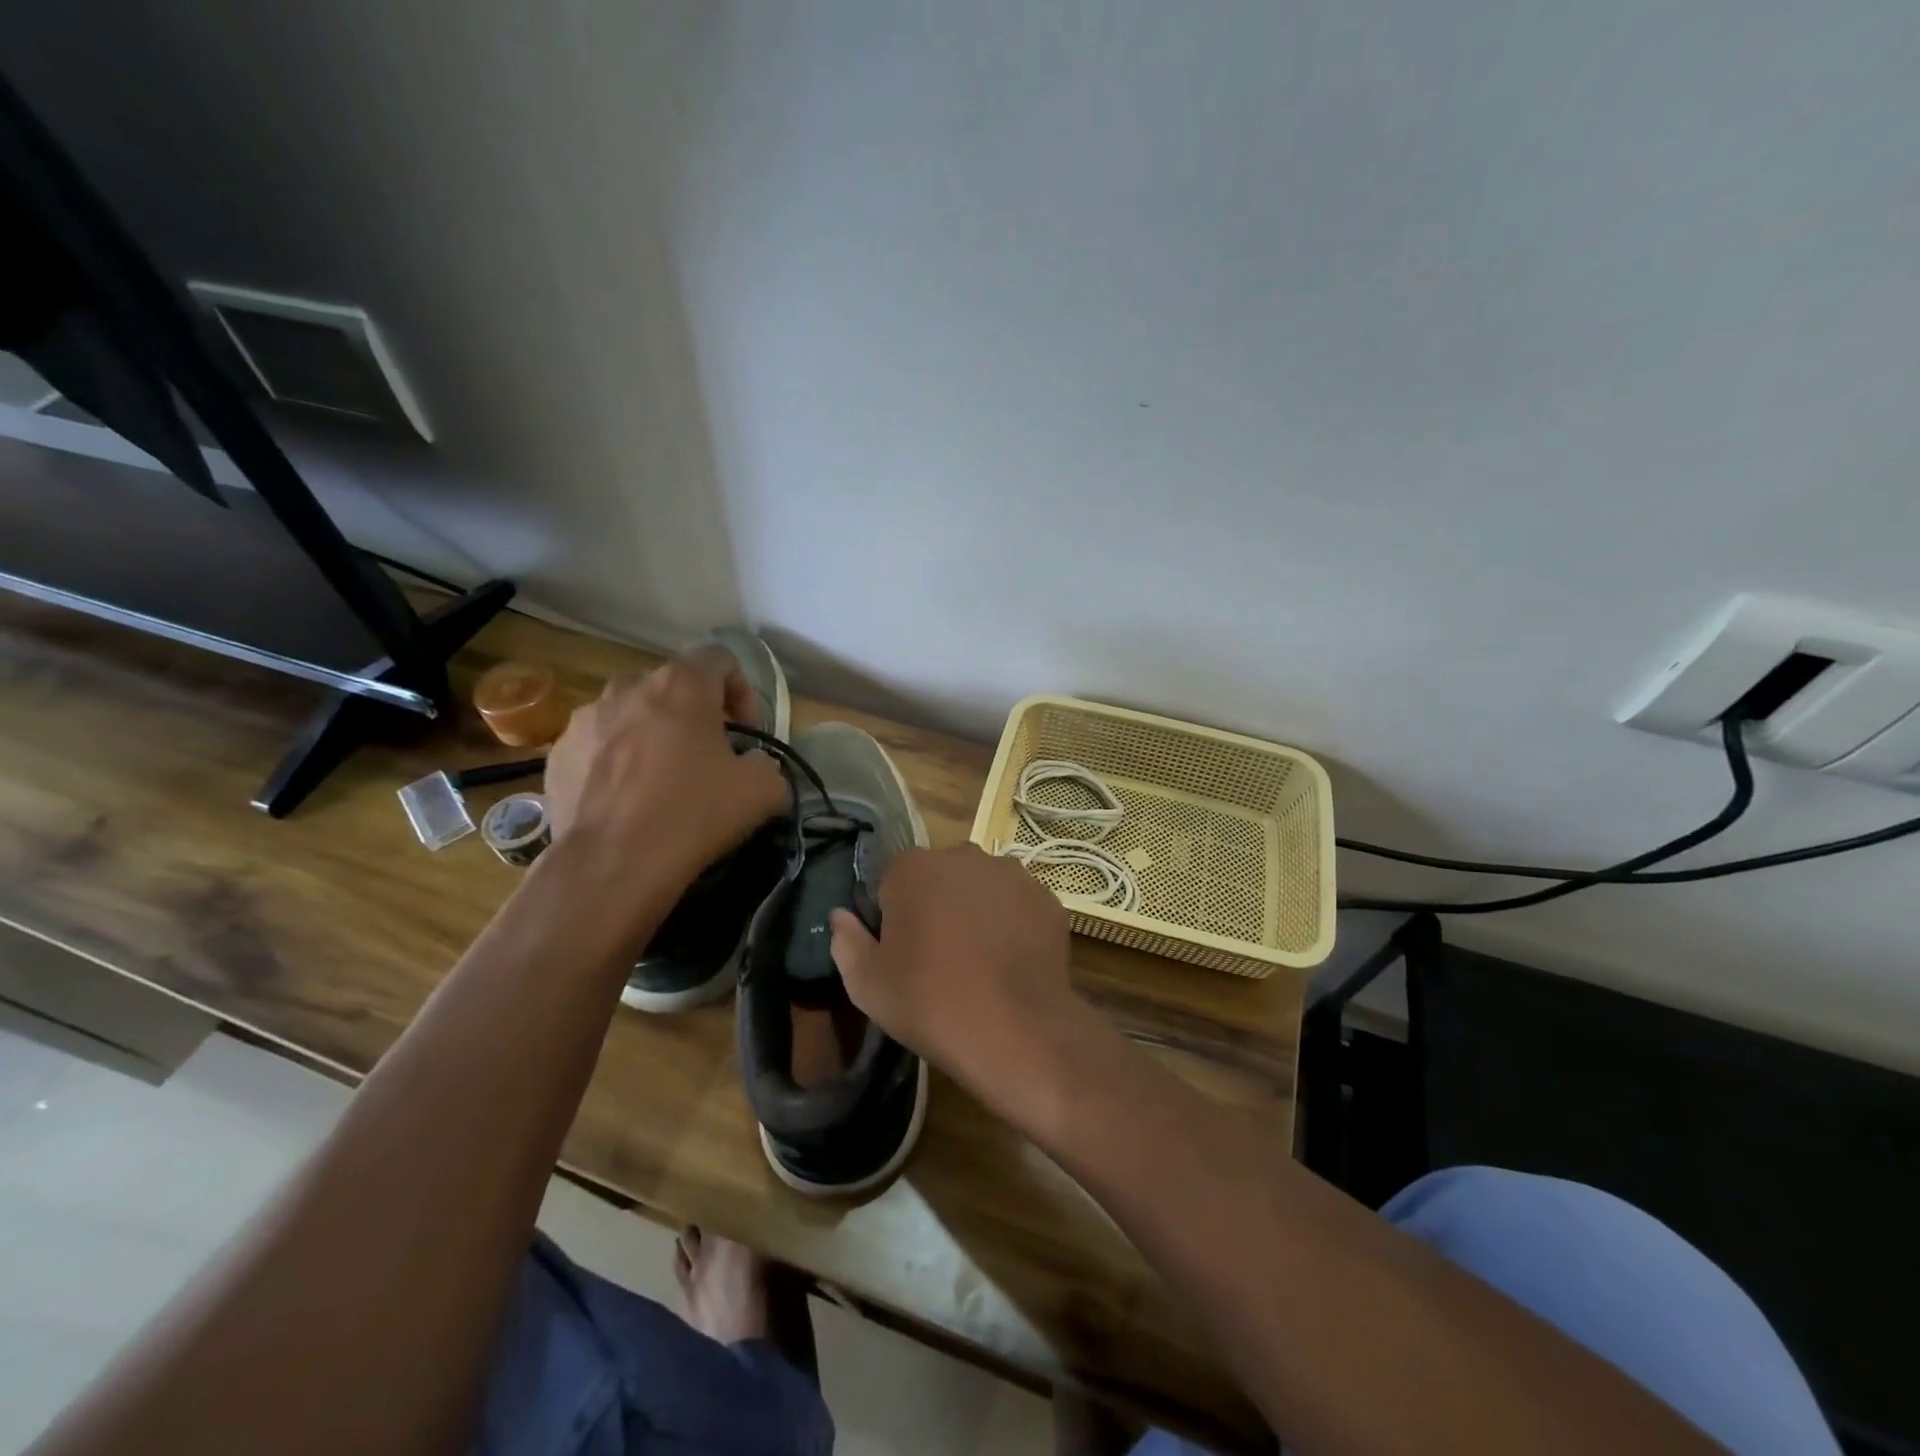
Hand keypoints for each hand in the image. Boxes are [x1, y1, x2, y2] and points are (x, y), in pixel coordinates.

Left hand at [542, 648, 786, 889]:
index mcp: (682, 684)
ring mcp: (585, 718)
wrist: (612, 864)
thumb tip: (756, 768)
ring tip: (662, 778)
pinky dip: (617, 761)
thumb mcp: (764, 790)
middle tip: (709, 756)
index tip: (747, 734)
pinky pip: (599, 745)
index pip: (722, 659)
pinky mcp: (558, 753)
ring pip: (632, 713)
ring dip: (653, 734)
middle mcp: (629, 686)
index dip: (743, 692)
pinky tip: (627, 800)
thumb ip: (769, 764)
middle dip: (696, 714)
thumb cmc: (693, 813)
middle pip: (674, 686)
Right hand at [828, 845, 1079, 1095]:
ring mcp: (1010, 873)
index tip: (900, 949)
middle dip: (937, 904)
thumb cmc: (929, 1001)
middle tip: (939, 955)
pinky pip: (1018, 904)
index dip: (893, 914)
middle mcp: (963, 856)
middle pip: (940, 876)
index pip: (893, 880)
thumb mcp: (866, 984)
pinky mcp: (1045, 897)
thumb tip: (840, 916)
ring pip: (982, 886)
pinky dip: (1012, 923)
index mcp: (913, 868)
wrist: (1014, 1028)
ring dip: (977, 910)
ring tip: (979, 960)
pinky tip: (1010, 960)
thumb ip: (846, 941)